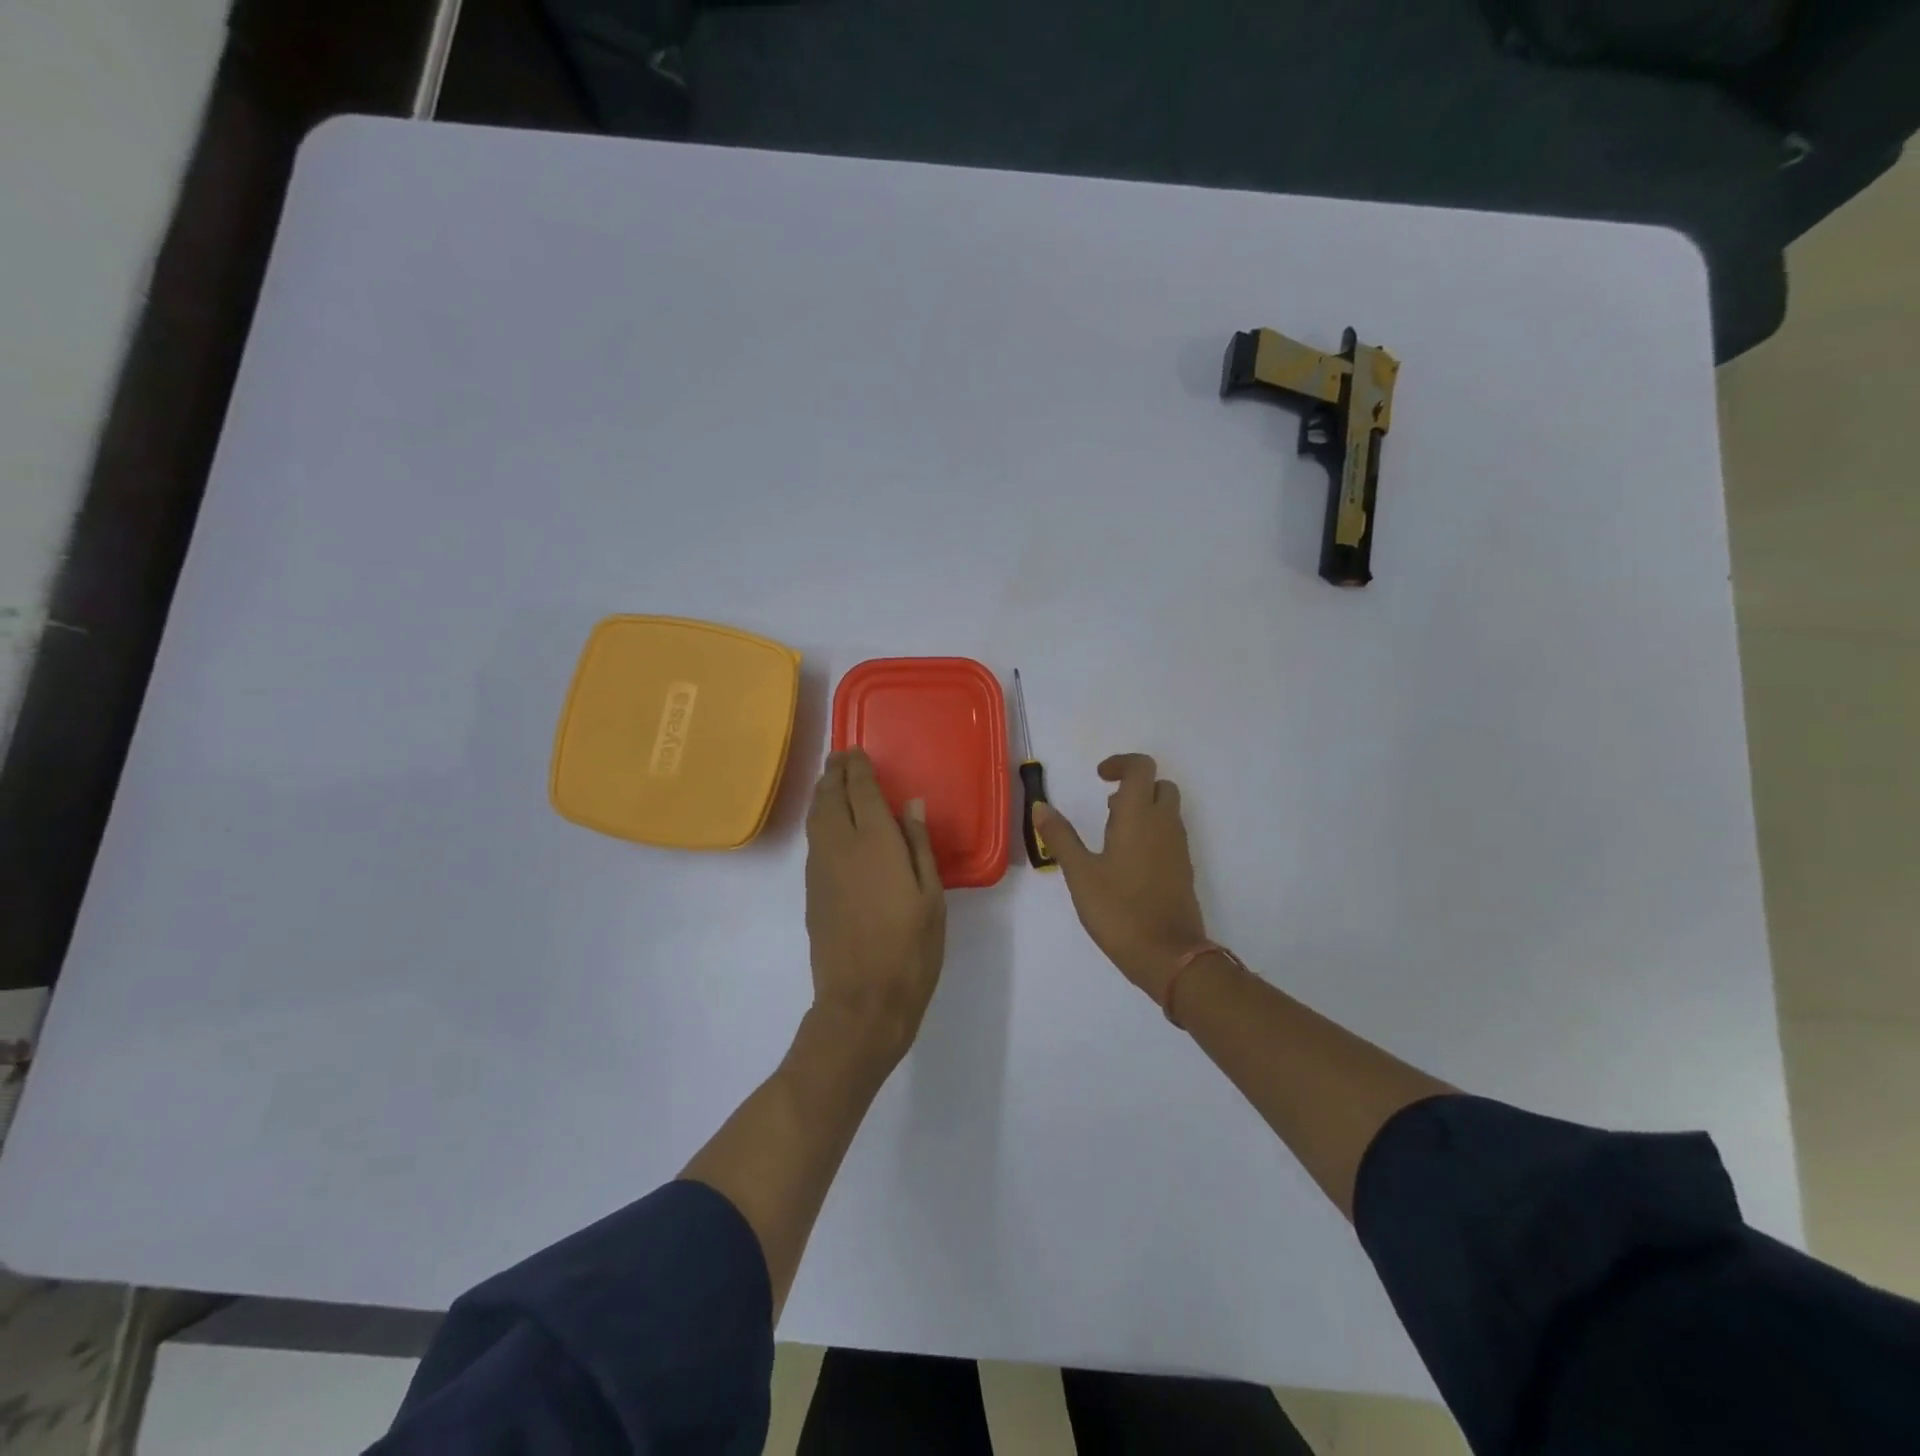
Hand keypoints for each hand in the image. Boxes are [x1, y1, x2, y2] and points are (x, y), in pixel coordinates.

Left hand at [804, 749, 946, 1063]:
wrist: (863, 999)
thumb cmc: (910, 947)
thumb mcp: (931, 895)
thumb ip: (918, 844)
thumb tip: (911, 804)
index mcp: (875, 842)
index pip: (860, 790)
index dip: (857, 767)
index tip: (857, 751)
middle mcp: (840, 845)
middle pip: (830, 797)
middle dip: (834, 773)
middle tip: (841, 757)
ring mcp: (820, 868)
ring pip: (815, 817)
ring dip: (822, 793)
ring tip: (831, 781)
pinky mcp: (812, 890)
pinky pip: (813, 839)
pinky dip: (819, 819)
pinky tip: (830, 825)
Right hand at [1035, 753, 1205, 1003]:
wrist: (1169, 955)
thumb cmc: (1119, 910)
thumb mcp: (1080, 873)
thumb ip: (1060, 837)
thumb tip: (1040, 806)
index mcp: (1139, 816)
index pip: (1141, 767)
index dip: (1121, 763)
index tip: (1099, 777)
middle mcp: (1164, 824)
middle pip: (1160, 785)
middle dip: (1135, 785)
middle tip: (1107, 803)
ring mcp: (1178, 847)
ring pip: (1167, 810)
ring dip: (1144, 808)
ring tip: (1112, 832)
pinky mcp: (1183, 869)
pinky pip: (1170, 834)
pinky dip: (1152, 831)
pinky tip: (1128, 860)